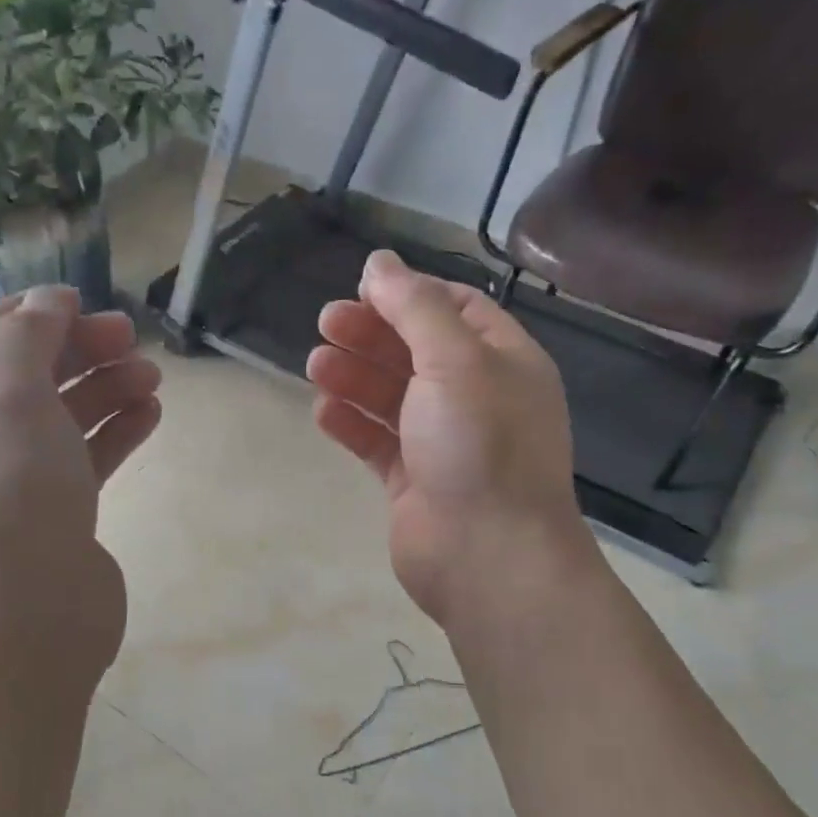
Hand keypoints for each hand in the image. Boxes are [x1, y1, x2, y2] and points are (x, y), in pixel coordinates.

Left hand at [0, 286, 160, 684]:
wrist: (29, 615)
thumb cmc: (11, 494)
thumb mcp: (12, 398)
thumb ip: (29, 338)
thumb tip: (49, 297)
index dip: (27, 314)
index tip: (81, 300)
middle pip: (27, 376)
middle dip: (77, 350)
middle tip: (131, 336)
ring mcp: (16, 482)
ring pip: (62, 418)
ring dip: (105, 389)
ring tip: (152, 375)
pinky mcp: (57, 514)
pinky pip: (85, 459)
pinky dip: (115, 432)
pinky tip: (150, 413)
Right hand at [307, 252, 594, 623]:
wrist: (487, 555)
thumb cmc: (479, 444)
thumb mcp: (453, 359)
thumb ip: (414, 307)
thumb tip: (379, 261)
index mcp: (503, 362)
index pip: (457, 310)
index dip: (410, 295)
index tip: (362, 289)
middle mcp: (477, 399)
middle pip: (417, 352)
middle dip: (372, 334)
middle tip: (324, 324)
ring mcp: (445, 444)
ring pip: (393, 397)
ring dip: (355, 376)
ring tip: (314, 364)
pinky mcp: (415, 482)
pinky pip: (379, 442)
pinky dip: (352, 424)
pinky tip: (323, 411)